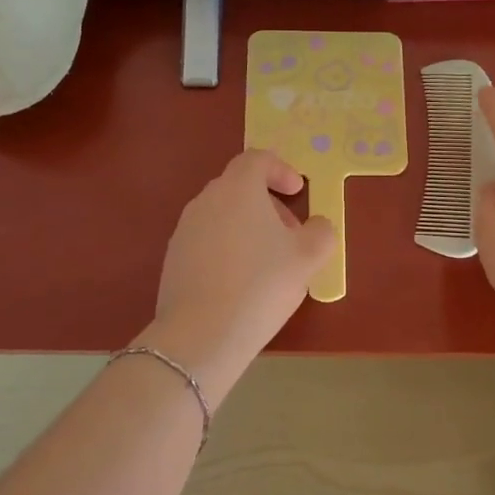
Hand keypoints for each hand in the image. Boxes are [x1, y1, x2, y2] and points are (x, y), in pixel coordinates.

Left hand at [150, 149, 337, 393]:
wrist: (201, 334)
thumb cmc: (261, 285)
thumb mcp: (308, 258)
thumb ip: (321, 232)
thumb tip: (317, 226)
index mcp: (238, 189)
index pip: (257, 159)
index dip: (281, 169)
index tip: (298, 192)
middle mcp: (206, 200)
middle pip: (239, 187)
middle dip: (268, 203)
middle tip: (290, 234)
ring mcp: (184, 230)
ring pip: (222, 215)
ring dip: (248, 227)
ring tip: (268, 263)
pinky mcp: (173, 258)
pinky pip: (207, 240)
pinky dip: (228, 248)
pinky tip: (241, 283)